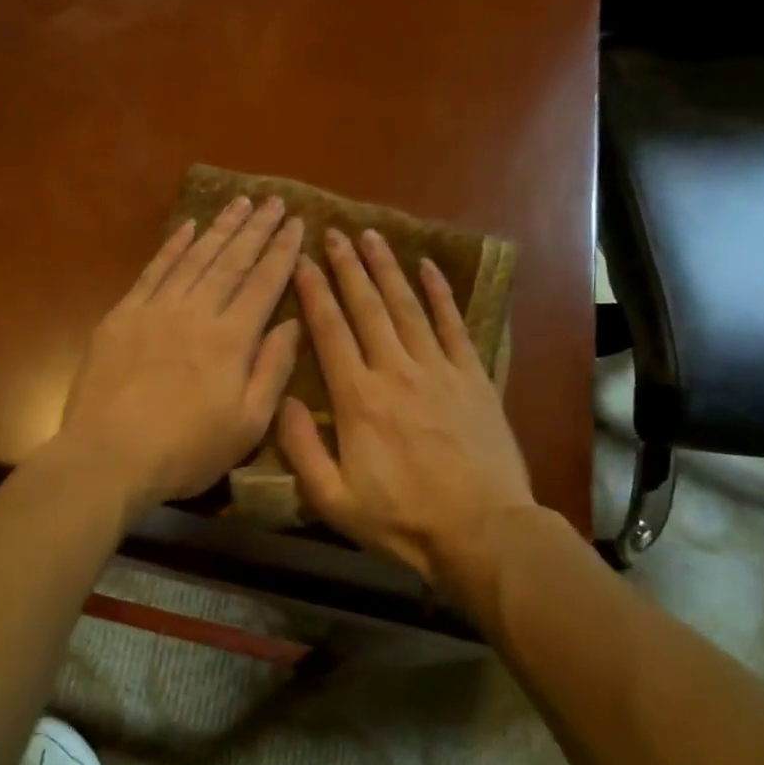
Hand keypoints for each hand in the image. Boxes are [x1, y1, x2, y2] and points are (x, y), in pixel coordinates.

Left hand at [54, 195, 304, 510]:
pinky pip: (153, 271)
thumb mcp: (246, 425)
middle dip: (256, 229)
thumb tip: (292, 323)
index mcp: (231, 340)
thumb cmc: (185, 451)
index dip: (282, 251)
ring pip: (195, 258)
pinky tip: (188, 228)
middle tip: (274, 201)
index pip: (264, 283)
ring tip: (239, 203)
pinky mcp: (123, 316)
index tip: (297, 223)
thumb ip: (272, 370)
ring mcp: (156, 310)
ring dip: (220, 228)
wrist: (108, 456)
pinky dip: (173, 247)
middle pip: (232, 261)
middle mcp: (197, 312)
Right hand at [279, 227, 535, 613]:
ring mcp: (439, 370)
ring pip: (408, 307)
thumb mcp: (332, 499)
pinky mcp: (474, 378)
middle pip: (367, 307)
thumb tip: (281, 399)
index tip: (302, 261)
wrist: (482, 532)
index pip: (330, 331)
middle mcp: (396, 371)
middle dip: (348, 267)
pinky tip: (428, 267)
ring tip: (372, 237)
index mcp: (358, 399)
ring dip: (388, 269)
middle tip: (334, 233)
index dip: (313, 292)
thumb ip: (301, 449)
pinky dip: (441, 294)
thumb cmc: (401, 520)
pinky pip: (455, 325)